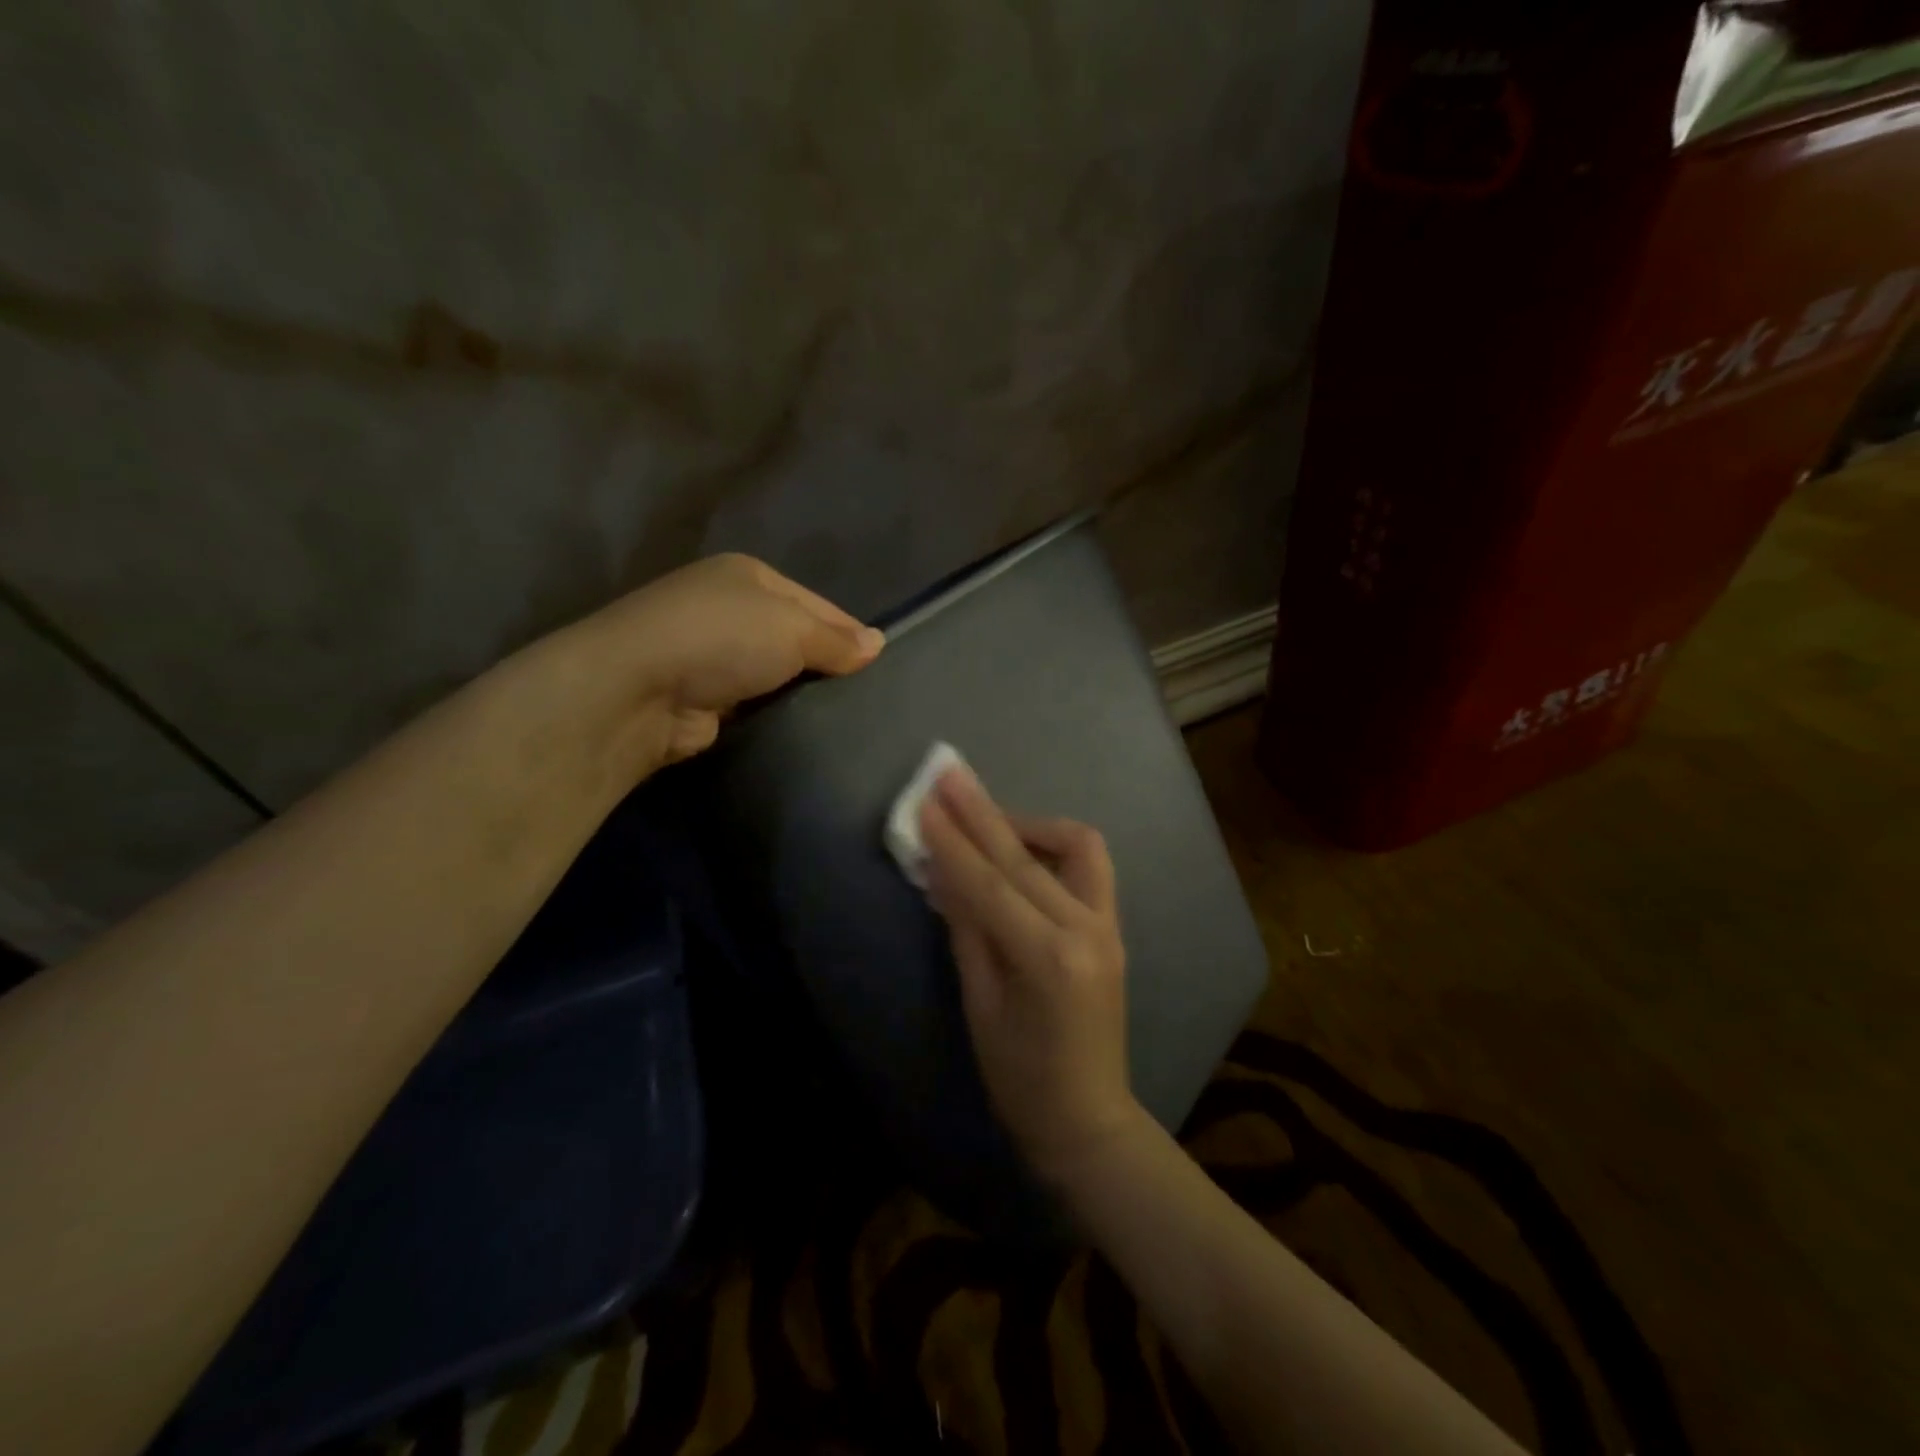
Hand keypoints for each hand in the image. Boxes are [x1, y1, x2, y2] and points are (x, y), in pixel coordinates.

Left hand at [572, 553, 883, 774]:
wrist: (635, 691)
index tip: (883, 665)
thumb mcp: (792, 628)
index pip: (818, 603)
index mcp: (749, 576)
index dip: (850, 632)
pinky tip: (807, 731)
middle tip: (870, 698)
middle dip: (828, 665)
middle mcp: (729, 609)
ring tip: (847, 718)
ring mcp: (713, 655)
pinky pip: (758, 704)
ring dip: (803, 694)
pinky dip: (778, 715)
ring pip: (778, 674)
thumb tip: (878, 644)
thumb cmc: (721, 639)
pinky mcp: (705, 698)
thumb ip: (837, 640)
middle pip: (797, 638)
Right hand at [919, 765, 1141, 1181]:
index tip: (925, 800)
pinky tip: (1025, 849)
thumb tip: (942, 872)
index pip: (990, 883)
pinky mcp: (1114, 926)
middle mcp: (1086, 928)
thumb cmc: (1020, 1077)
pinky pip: (1089, 867)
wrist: (1088, 1117)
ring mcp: (1108, 924)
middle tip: (951, 774)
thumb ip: (966, 930)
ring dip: (1029, 823)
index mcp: (1047, 957)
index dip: (952, 840)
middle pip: (1025, 856)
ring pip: (1075, 846)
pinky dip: (1056, 847)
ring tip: (988, 817)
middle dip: (982, 812)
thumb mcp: (980, 1005)